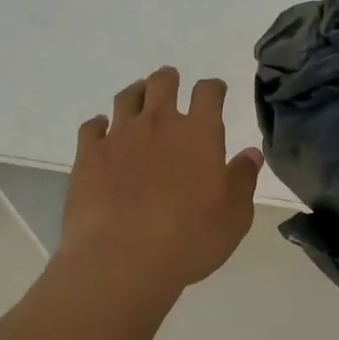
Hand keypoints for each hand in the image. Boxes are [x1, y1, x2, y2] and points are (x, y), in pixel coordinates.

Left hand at [58, 67, 262, 300]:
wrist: (122, 260)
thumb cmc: (190, 239)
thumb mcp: (234, 216)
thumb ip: (243, 180)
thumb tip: (251, 154)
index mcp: (199, 134)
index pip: (208, 93)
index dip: (213, 88)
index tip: (215, 91)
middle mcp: (159, 124)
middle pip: (162, 84)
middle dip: (169, 79)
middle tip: (171, 82)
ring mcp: (119, 137)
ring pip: (127, 98)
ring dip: (136, 94)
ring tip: (139, 98)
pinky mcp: (88, 156)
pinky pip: (92, 127)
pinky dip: (99, 125)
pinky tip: (102, 132)